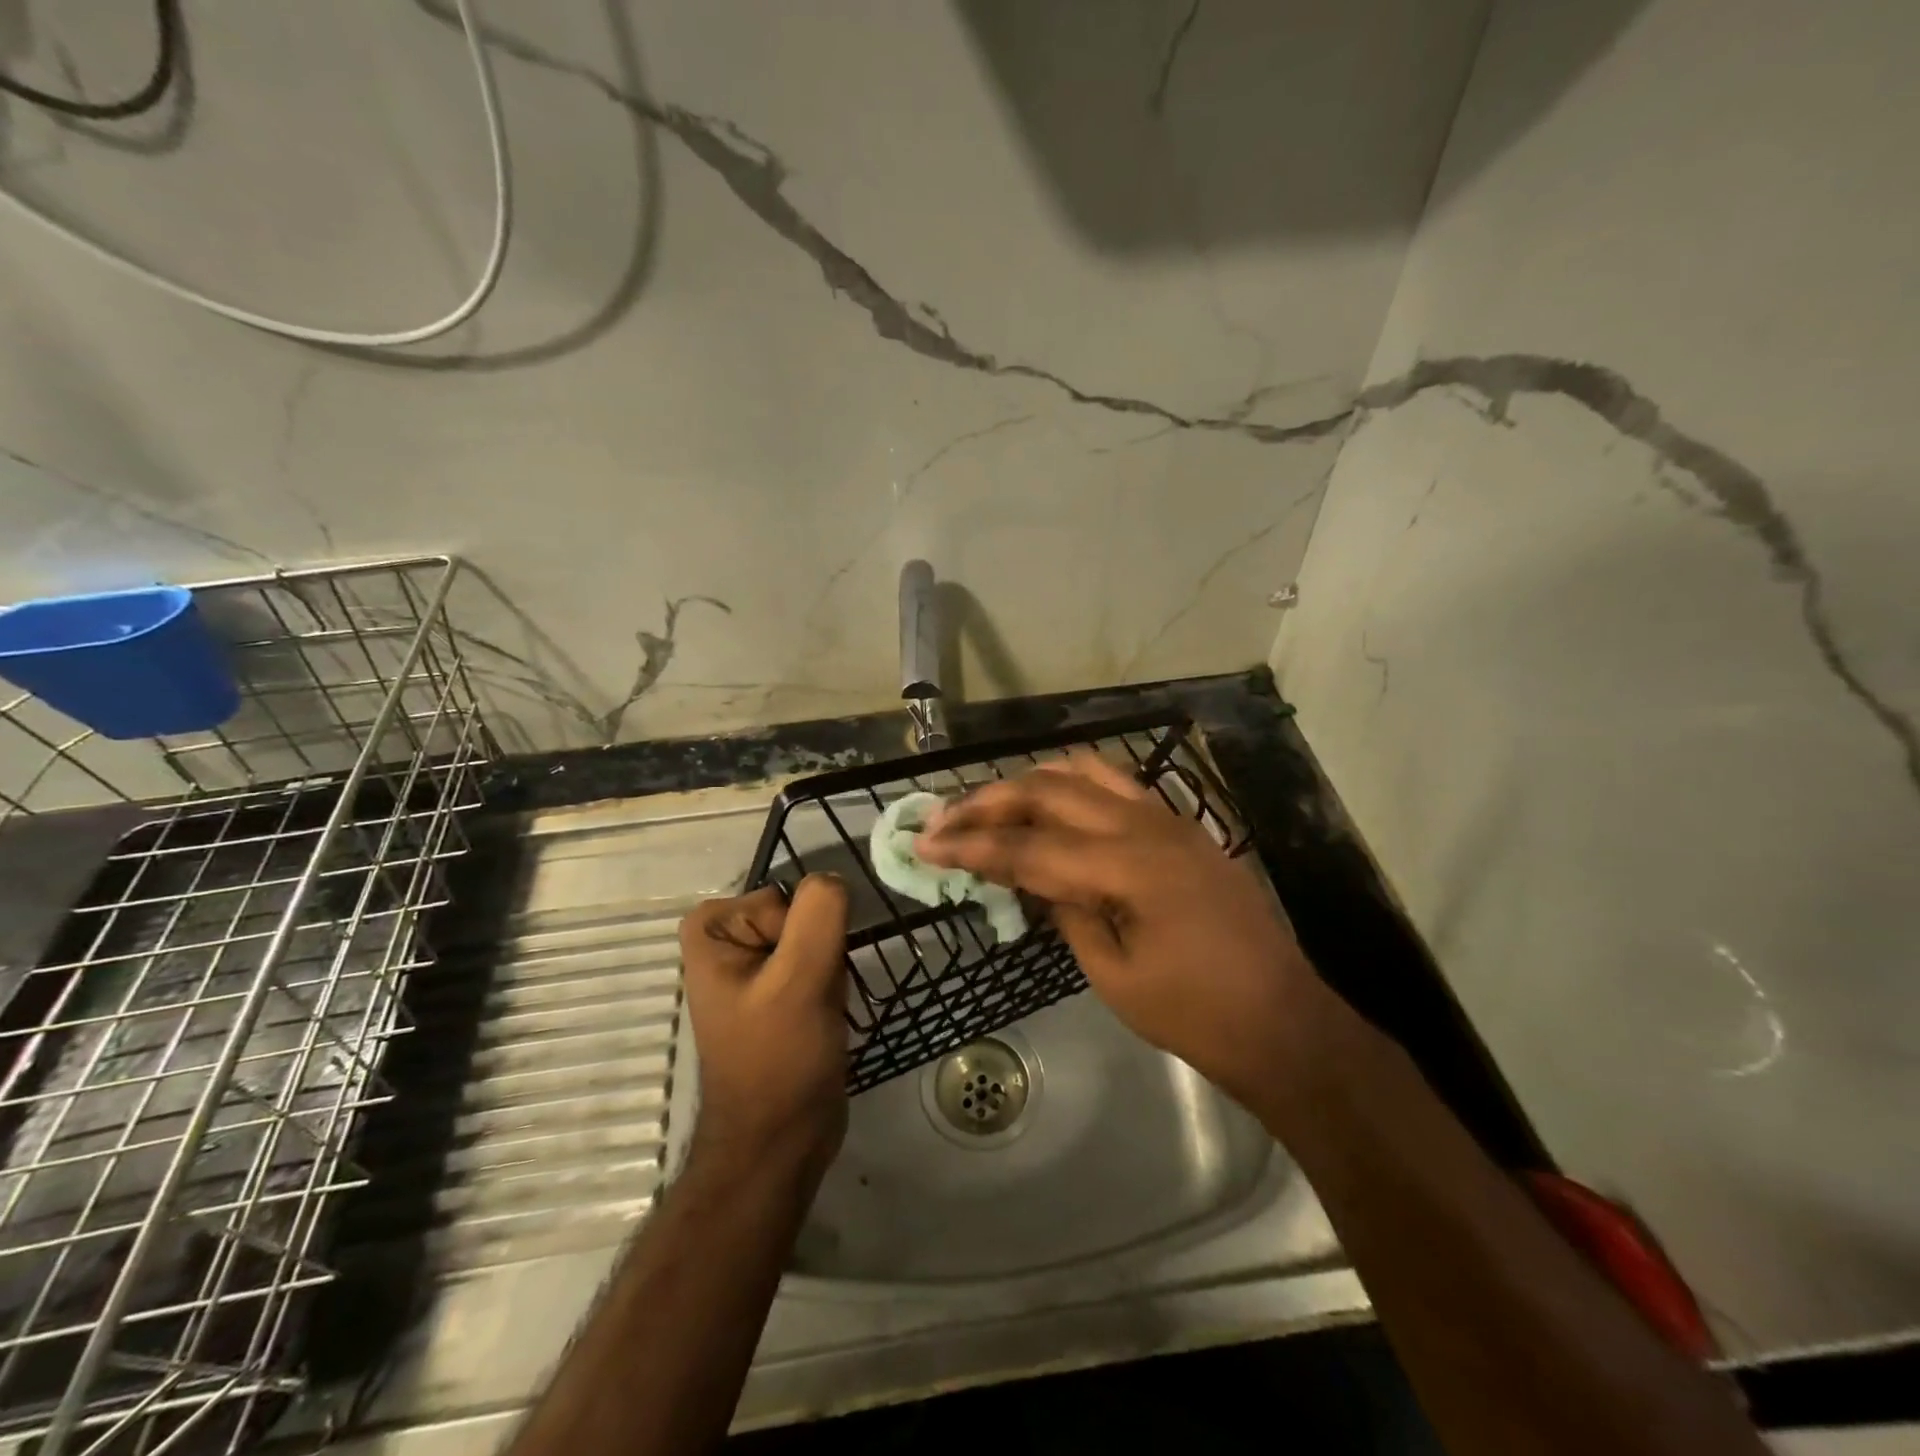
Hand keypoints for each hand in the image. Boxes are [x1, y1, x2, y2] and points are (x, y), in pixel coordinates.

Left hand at [678, 876, 849, 1177]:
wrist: (780, 1141)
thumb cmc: (779, 1060)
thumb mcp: (800, 979)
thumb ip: (819, 914)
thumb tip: (832, 878)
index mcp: (711, 928)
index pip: (786, 898)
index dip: (803, 937)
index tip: (798, 980)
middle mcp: (725, 939)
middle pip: (802, 916)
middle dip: (820, 955)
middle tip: (810, 999)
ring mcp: (751, 966)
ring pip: (816, 939)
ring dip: (829, 972)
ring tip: (817, 1012)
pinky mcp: (776, 991)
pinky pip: (817, 963)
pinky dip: (830, 986)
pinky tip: (823, 1018)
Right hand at [916, 753, 1324, 1114]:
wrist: (1283, 1020)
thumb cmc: (1196, 1014)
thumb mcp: (1114, 974)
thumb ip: (1067, 914)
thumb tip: (1033, 879)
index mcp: (1127, 867)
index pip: (1028, 846)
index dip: (971, 845)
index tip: (924, 843)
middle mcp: (1145, 825)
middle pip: (1047, 792)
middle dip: (987, 802)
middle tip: (942, 818)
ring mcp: (1168, 818)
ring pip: (1082, 772)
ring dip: (1029, 782)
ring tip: (990, 803)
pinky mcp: (1180, 825)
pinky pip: (1117, 783)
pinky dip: (1073, 784)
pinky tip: (1053, 802)